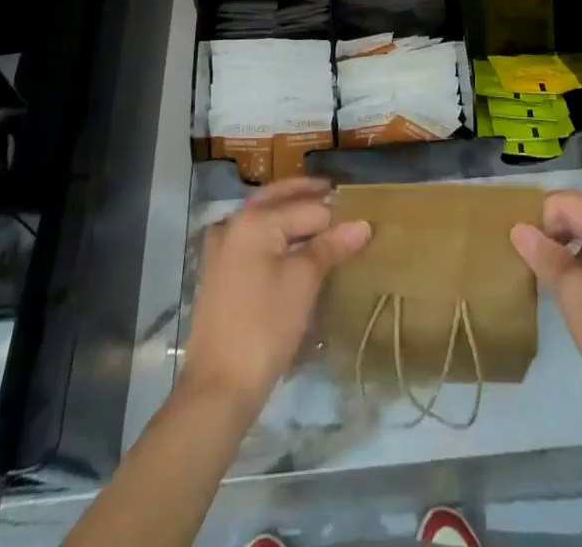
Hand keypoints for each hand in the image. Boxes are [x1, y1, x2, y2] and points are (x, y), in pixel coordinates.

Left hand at [181, 177, 371, 412]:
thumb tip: (363, 224)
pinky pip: (253, 237)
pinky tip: (291, 244)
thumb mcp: (303, 283)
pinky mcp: (219, 271)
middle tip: (338, 195)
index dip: (335, 215)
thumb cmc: (265, 327)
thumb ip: (331, 247)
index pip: (307, 208)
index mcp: (254, 220)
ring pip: (264, 216)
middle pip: (278, 198)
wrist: (218, 387)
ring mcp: (222, 247)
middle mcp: (234, 223)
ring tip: (321, 219)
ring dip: (290, 212)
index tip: (359, 216)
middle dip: (307, 195)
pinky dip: (274, 232)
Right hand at [511, 190, 581, 413]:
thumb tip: (518, 228)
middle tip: (532, 264)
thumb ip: (544, 255)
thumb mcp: (574, 293)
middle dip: (552, 233)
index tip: (527, 252)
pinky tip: (570, 291)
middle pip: (580, 215)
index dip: (541, 220)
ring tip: (547, 277)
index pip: (567, 202)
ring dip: (565, 250)